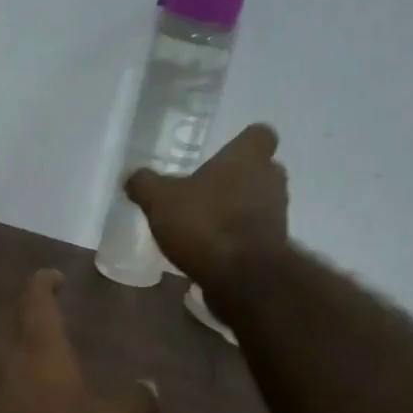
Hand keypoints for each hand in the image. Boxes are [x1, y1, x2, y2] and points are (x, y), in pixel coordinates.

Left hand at [0, 270, 156, 412]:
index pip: (34, 297)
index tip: (55, 277)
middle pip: (12, 324)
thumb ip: (136, 403)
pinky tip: (26, 410)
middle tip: (55, 320)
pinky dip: (9, 387)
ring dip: (18, 352)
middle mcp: (0, 360)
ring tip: (45, 362)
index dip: (44, 282)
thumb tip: (149, 385)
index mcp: (36, 348)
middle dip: (32, 317)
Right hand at [126, 124, 289, 300]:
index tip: (224, 152)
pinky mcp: (275, 246)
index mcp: (248, 157)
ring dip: (239, 208)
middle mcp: (271, 180)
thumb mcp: (159, 200)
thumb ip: (145, 184)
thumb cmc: (204, 223)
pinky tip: (212, 248)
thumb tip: (133, 177)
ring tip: (207, 221)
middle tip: (209, 188)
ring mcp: (278, 214)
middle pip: (262, 170)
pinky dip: (239, 237)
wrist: (241, 277)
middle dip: (239, 178)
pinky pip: (256, 233)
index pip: (261, 134)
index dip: (244, 142)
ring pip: (260, 201)